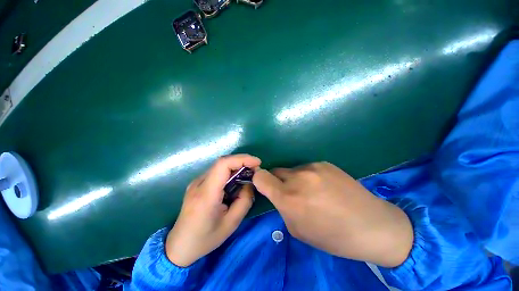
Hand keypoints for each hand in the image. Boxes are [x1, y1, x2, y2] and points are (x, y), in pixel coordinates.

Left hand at [165, 154, 260, 266]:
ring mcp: (196, 182)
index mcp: (206, 194)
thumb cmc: (205, 239)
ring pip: (220, 166)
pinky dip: (230, 172)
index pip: (223, 164)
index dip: (242, 159)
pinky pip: (217, 172)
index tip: (257, 163)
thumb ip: (244, 201)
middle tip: (255, 170)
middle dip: (242, 162)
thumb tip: (250, 183)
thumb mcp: (231, 224)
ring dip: (237, 167)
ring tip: (248, 176)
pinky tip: (236, 182)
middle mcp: (199, 183)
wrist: (179, 246)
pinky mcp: (197, 184)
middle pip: (223, 162)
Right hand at [253, 162, 412, 267]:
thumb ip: (282, 207)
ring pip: (292, 170)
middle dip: (277, 181)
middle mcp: (298, 178)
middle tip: (291, 193)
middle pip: (275, 171)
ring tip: (312, 191)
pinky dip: (309, 176)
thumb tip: (278, 194)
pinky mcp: (324, 163)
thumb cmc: (333, 236)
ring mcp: (313, 168)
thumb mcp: (298, 229)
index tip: (264, 186)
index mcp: (289, 197)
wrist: (373, 225)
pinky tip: (324, 187)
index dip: (258, 180)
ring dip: (294, 179)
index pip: (260, 177)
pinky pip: (307, 168)